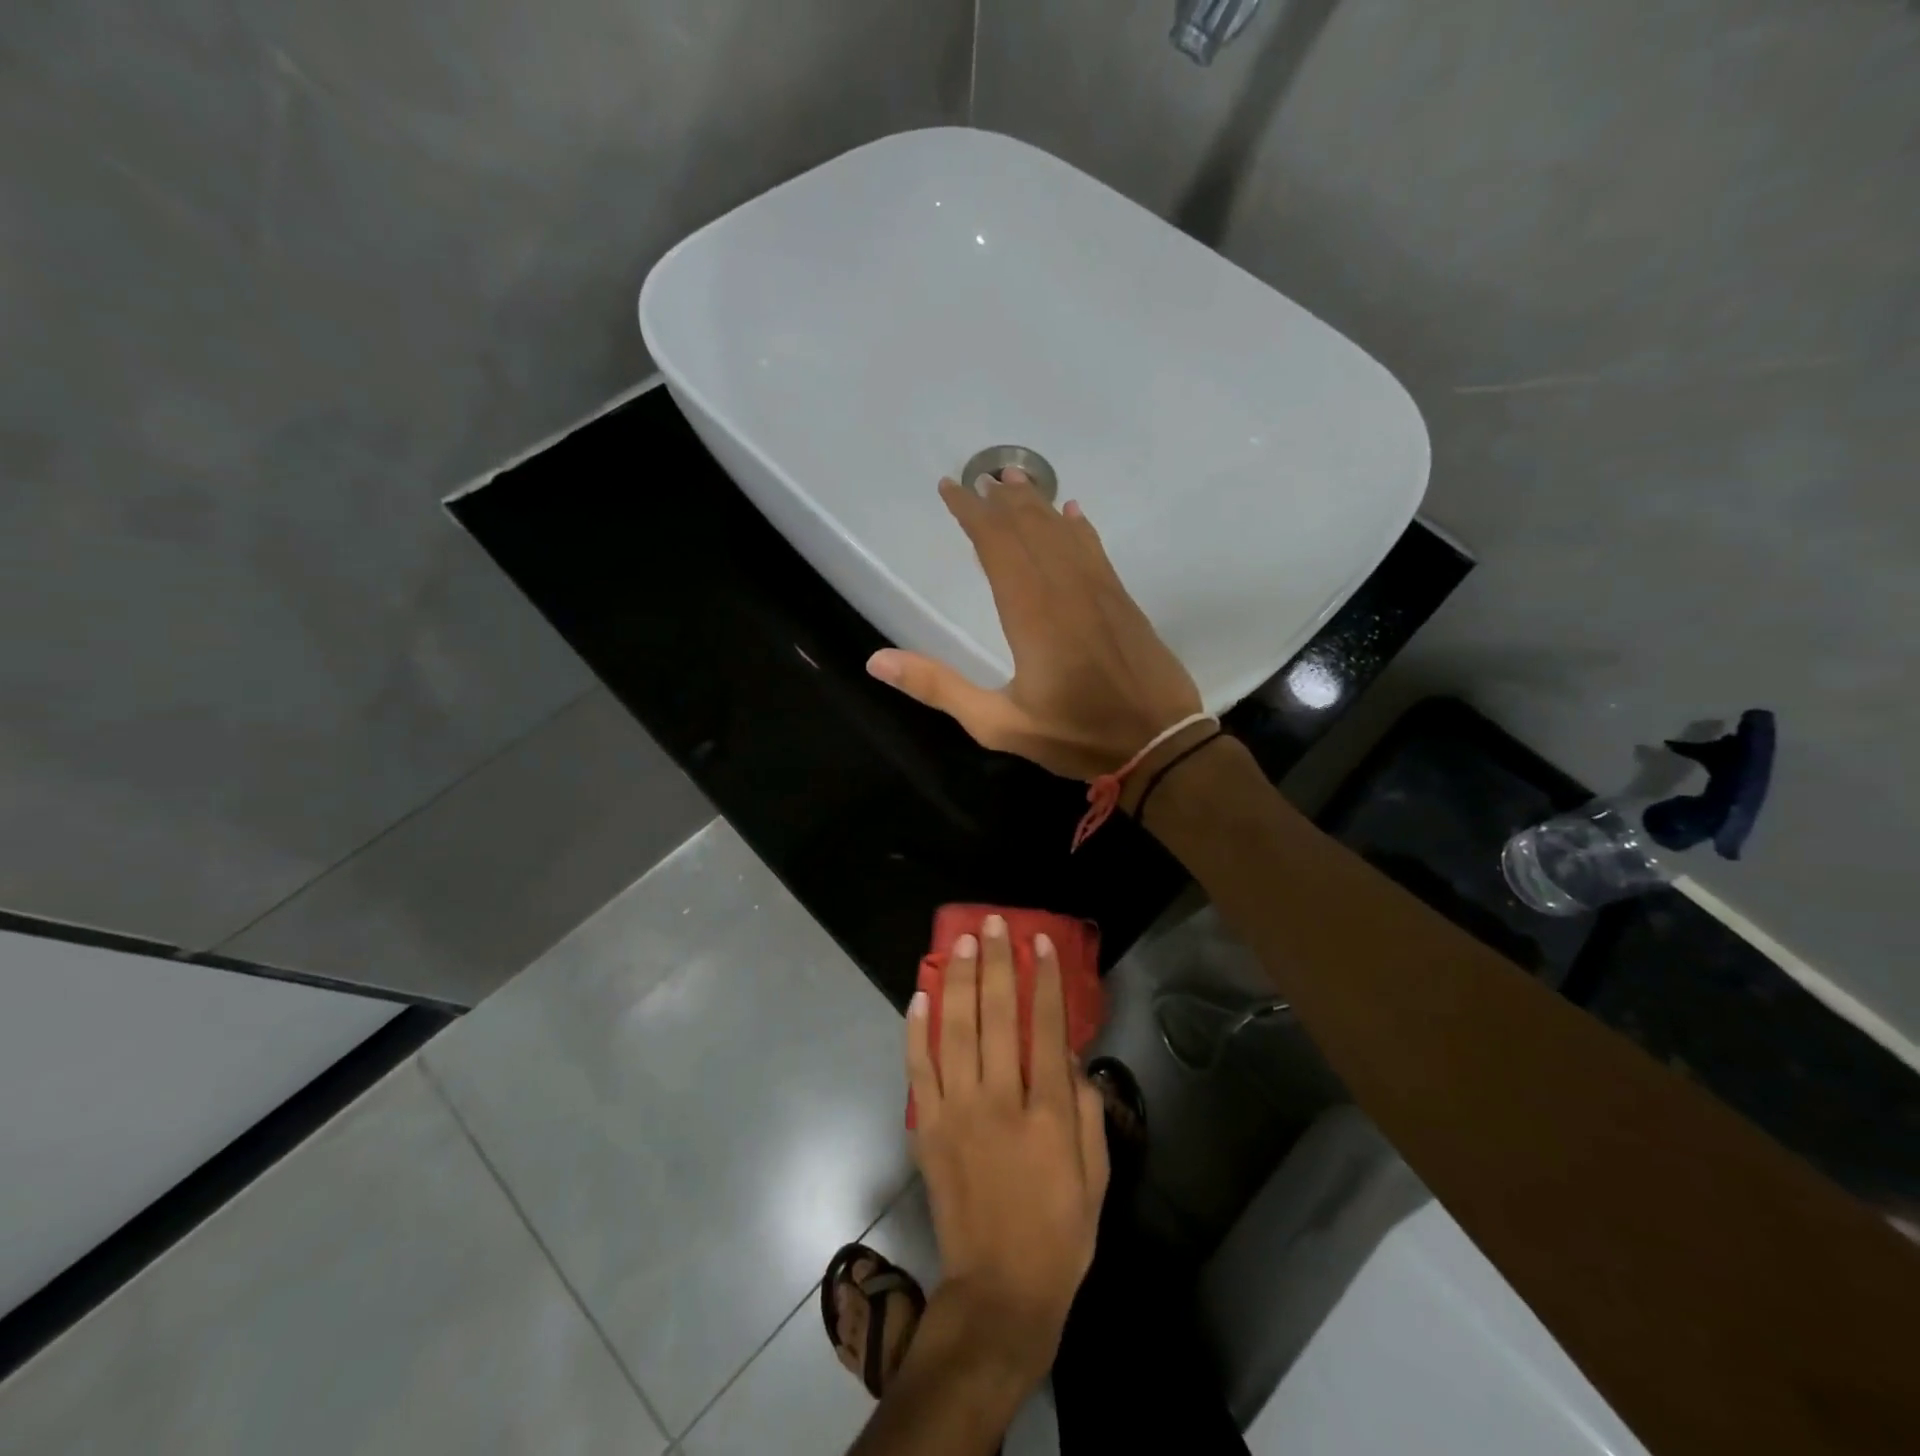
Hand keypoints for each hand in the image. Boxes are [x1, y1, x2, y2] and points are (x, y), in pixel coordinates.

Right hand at [868, 471, 1201, 778]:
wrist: (1160, 744)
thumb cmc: (1076, 736)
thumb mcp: (999, 724)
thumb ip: (940, 689)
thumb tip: (877, 661)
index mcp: (1032, 613)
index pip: (997, 546)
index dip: (972, 514)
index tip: (950, 488)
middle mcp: (1066, 589)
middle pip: (1030, 531)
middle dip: (1001, 502)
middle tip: (978, 478)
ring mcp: (1100, 591)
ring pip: (1063, 534)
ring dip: (1037, 506)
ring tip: (1015, 481)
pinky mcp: (1123, 601)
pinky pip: (1096, 551)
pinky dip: (1079, 528)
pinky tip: (1073, 513)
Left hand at [906, 914, 1109, 1380]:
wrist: (1000, 1290)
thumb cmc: (1060, 1232)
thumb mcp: (1095, 1175)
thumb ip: (1085, 1109)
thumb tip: (1068, 1054)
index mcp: (1046, 1112)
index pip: (1045, 1027)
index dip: (1043, 979)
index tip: (1038, 942)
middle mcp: (999, 1101)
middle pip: (996, 1016)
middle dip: (995, 963)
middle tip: (992, 924)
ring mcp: (957, 1111)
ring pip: (954, 1030)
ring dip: (957, 980)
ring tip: (960, 942)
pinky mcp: (928, 1127)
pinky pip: (919, 1067)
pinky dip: (917, 1028)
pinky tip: (920, 994)